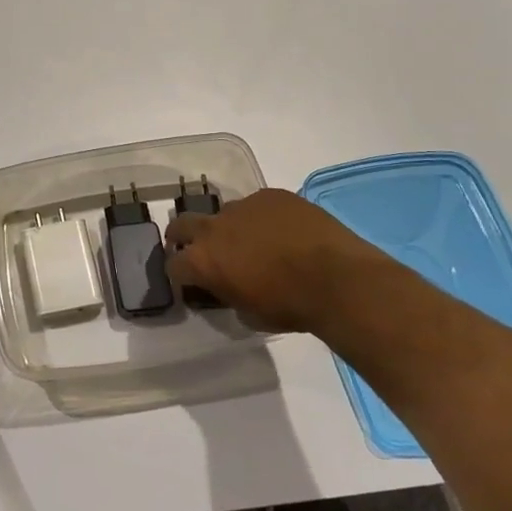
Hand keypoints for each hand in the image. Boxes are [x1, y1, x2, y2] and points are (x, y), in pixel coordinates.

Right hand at [165, 188, 401, 333]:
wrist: (338, 279)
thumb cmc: (291, 306)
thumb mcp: (251, 315)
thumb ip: (230, 297)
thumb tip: (231, 290)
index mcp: (203, 261)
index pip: (173, 265)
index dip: (179, 274)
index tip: (188, 280)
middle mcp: (214, 227)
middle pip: (181, 224)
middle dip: (182, 236)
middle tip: (196, 248)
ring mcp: (243, 206)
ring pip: (224, 213)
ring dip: (229, 227)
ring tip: (252, 241)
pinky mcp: (271, 195)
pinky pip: (257, 205)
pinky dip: (262, 218)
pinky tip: (282, 231)